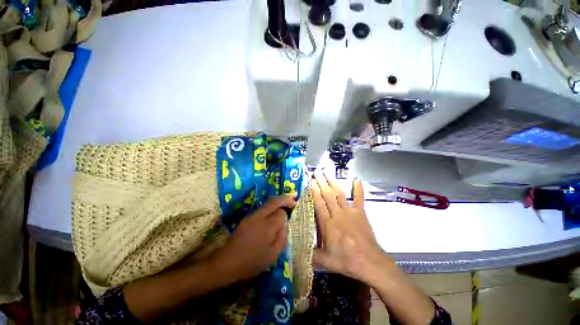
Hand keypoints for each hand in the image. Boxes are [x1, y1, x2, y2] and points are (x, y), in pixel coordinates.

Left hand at [208, 195, 296, 281]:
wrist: (227, 262)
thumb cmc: (252, 262)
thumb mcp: (272, 256)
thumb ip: (283, 238)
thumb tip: (286, 224)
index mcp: (268, 227)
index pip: (281, 213)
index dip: (286, 215)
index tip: (288, 220)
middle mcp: (260, 217)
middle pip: (275, 201)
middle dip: (285, 198)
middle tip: (294, 197)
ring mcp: (252, 215)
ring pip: (268, 202)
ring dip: (278, 201)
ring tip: (286, 201)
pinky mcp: (247, 217)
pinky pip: (262, 207)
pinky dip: (271, 206)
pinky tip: (274, 210)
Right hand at [312, 170, 394, 283]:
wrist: (371, 262)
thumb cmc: (347, 261)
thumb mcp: (326, 261)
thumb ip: (312, 254)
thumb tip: (299, 250)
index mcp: (328, 224)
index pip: (319, 204)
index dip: (314, 191)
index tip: (310, 181)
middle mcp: (338, 214)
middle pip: (328, 195)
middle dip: (321, 182)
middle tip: (316, 172)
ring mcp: (350, 212)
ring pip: (339, 194)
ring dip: (333, 182)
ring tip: (327, 172)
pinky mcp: (361, 213)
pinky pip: (359, 199)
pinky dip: (358, 189)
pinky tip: (357, 179)